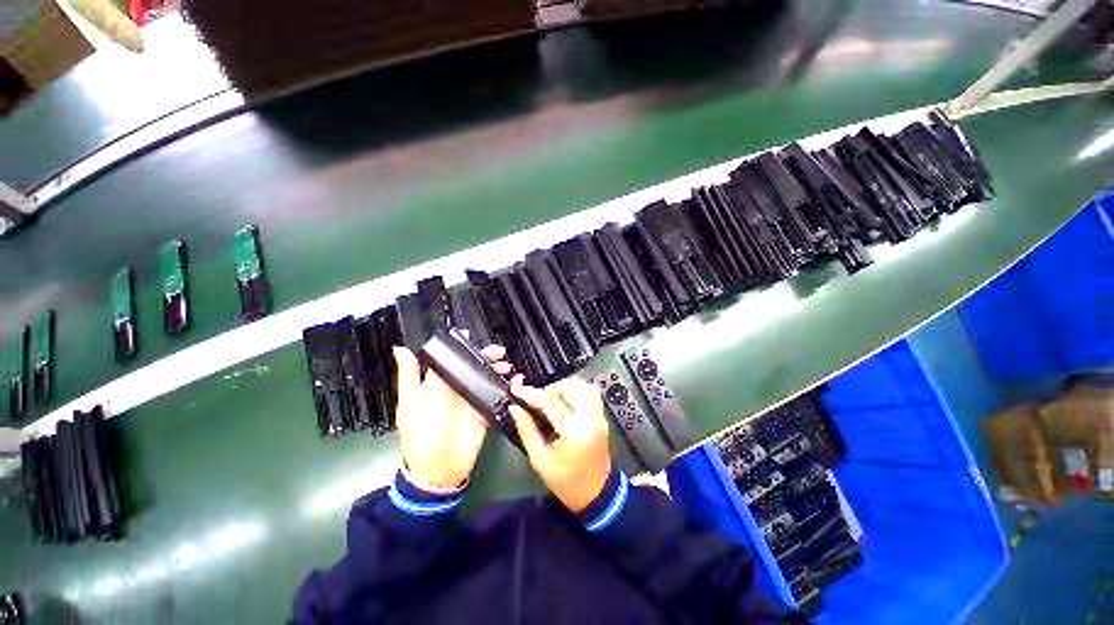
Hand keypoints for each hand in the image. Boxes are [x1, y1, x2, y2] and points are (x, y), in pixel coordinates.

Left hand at [392, 345, 511, 489]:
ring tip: (506, 367)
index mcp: (435, 385)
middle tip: (499, 353)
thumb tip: (401, 349)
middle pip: (472, 366)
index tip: (475, 341)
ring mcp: (469, 401)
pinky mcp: (482, 412)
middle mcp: (454, 390)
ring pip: (485, 378)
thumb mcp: (412, 405)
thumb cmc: (420, 438)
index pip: (451, 360)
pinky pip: (495, 395)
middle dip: (486, 357)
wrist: (440, 473)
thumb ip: (411, 376)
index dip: (464, 349)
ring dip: (497, 370)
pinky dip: (506, 387)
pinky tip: (514, 382)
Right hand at [508, 379, 611, 512]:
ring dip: (564, 386)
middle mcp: (590, 419)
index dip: (530, 393)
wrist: (597, 494)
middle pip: (569, 387)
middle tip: (537, 399)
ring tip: (552, 398)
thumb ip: (527, 430)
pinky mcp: (602, 416)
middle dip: (549, 388)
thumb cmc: (566, 483)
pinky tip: (567, 400)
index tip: (516, 389)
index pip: (550, 401)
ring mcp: (599, 416)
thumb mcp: (540, 460)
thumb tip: (515, 408)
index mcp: (574, 433)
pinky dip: (577, 390)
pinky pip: (591, 392)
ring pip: (583, 385)